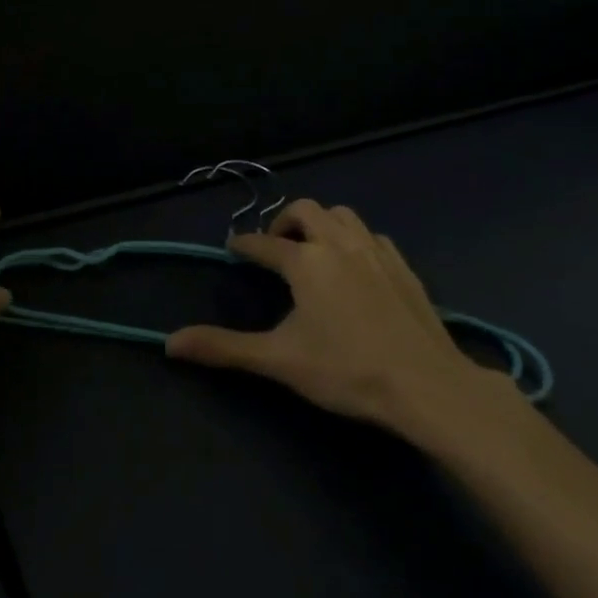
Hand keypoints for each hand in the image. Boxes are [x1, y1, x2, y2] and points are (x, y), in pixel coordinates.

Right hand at [166, 199, 524, 446]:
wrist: (427, 385)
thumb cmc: (347, 370)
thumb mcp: (279, 360)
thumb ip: (224, 347)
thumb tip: (169, 343)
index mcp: (305, 261)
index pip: (263, 244)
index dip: (243, 244)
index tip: (232, 247)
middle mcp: (338, 243)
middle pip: (304, 211)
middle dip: (284, 222)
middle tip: (275, 248)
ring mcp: (375, 251)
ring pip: (342, 214)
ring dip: (321, 222)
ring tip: (313, 248)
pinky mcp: (403, 266)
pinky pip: (371, 235)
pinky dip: (354, 239)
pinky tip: (355, 264)